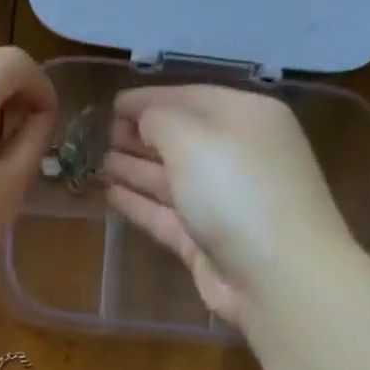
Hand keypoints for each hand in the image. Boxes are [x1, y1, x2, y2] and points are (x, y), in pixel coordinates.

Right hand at [101, 85, 355, 330]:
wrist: (274, 274)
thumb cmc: (237, 191)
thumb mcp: (195, 139)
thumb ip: (161, 120)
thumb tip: (143, 118)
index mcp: (244, 117)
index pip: (190, 96)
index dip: (148, 98)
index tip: (110, 103)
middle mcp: (235, 154)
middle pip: (179, 138)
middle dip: (139, 134)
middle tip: (97, 134)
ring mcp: (219, 200)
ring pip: (168, 177)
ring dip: (133, 167)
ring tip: (95, 161)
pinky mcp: (204, 239)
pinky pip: (164, 213)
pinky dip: (137, 202)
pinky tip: (109, 193)